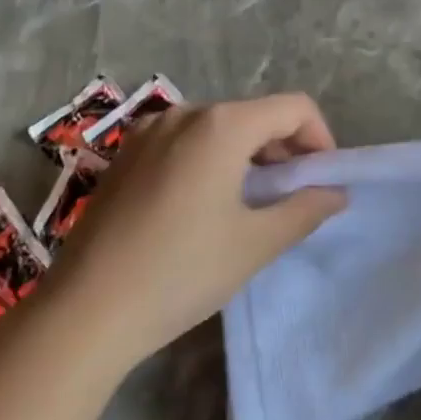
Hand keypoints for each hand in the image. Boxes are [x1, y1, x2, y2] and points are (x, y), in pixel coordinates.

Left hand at [45, 94, 345, 371]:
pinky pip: (184, 141)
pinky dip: (210, 159)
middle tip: (292, 196)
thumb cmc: (181, 272)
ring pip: (218, 127)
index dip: (320, 138)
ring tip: (250, 203)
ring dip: (247, 155)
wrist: (85, 311)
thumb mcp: (255, 244)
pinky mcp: (125, 155)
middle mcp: (184, 113)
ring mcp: (148, 131)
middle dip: (284, 148)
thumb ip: (305, 209)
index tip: (322, 180)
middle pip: (254, 114)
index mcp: (221, 125)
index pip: (293, 108)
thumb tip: (335, 192)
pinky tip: (204, 205)